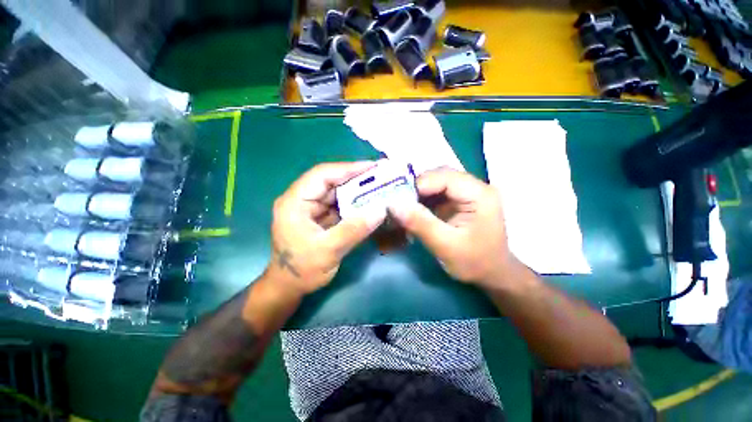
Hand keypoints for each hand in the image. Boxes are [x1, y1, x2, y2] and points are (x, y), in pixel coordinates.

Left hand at [267, 161, 386, 295]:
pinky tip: (369, 205)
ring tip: (379, 188)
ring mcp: (312, 209)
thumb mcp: (328, 250)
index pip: (322, 175)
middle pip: (331, 182)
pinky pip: (339, 206)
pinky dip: (355, 205)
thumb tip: (381, 210)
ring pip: (337, 193)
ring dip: (357, 192)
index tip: (372, 167)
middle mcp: (302, 200)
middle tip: (380, 177)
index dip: (347, 168)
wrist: (289, 288)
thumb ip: (354, 229)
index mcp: (295, 202)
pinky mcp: (320, 217)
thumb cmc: (302, 270)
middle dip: (356, 179)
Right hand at [389, 168, 517, 287]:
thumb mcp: (445, 245)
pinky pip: (437, 193)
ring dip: (418, 194)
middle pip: (440, 176)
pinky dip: (423, 201)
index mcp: (480, 195)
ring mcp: (467, 193)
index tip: (398, 200)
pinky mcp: (460, 200)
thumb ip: (420, 223)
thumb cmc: (474, 263)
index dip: (419, 185)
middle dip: (416, 189)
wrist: (492, 274)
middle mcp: (475, 187)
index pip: (445, 177)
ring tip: (403, 208)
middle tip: (398, 204)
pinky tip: (414, 211)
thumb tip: (393, 205)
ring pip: (436, 183)